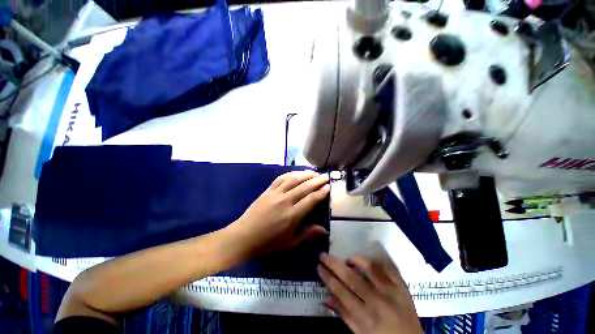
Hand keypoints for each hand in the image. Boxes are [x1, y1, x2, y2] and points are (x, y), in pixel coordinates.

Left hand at [228, 170, 329, 257]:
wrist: (244, 236)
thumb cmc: (268, 243)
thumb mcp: (290, 243)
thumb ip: (308, 234)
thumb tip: (325, 230)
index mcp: (292, 215)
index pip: (311, 200)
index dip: (321, 192)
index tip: (328, 186)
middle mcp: (285, 201)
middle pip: (304, 187)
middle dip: (317, 181)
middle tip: (325, 177)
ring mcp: (275, 194)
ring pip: (293, 179)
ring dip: (305, 174)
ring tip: (314, 172)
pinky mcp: (268, 190)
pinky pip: (281, 178)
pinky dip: (290, 174)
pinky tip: (297, 173)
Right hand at [318, 253, 422, 333]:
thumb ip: (344, 314)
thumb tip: (327, 295)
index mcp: (365, 317)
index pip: (340, 292)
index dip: (327, 277)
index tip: (319, 267)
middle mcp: (377, 301)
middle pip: (351, 277)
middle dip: (334, 264)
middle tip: (323, 255)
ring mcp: (392, 291)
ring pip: (369, 267)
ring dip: (355, 259)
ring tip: (348, 260)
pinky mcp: (402, 286)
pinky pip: (388, 267)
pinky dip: (376, 259)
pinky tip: (367, 259)